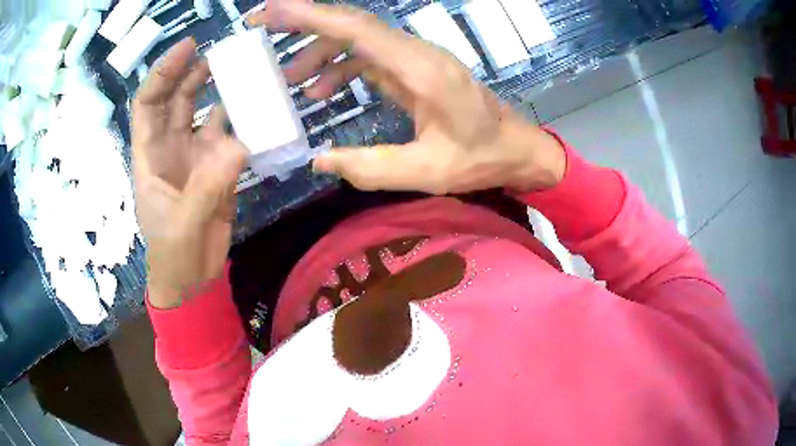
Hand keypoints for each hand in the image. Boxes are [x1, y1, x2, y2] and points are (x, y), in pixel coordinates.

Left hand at [132, 38, 245, 308]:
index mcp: (150, 157)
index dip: (163, 73)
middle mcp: (170, 149)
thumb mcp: (182, 224)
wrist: (191, 280)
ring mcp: (195, 157)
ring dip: (218, 91)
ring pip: (203, 113)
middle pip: (176, 100)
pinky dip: (241, 122)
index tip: (187, 49)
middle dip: (190, 73)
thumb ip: (207, 186)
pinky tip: (256, 109)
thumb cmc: (172, 254)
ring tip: (240, 71)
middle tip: (217, 51)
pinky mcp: (217, 169)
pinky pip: (229, 136)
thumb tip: (241, 144)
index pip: (148, 104)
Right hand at [249, 1, 564, 193]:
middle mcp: (416, 54)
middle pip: (352, 25)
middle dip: (304, 22)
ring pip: (357, 40)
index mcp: (421, 69)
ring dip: (319, 52)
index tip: (273, 10)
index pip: (357, 29)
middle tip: (262, 27)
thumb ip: (371, 168)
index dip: (312, 15)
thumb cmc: (480, 158)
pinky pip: (368, 57)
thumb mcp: (427, 172)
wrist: (515, 149)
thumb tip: (320, 160)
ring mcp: (415, 58)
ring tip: (289, 81)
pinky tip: (323, 90)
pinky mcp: (414, 69)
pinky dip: (340, 68)